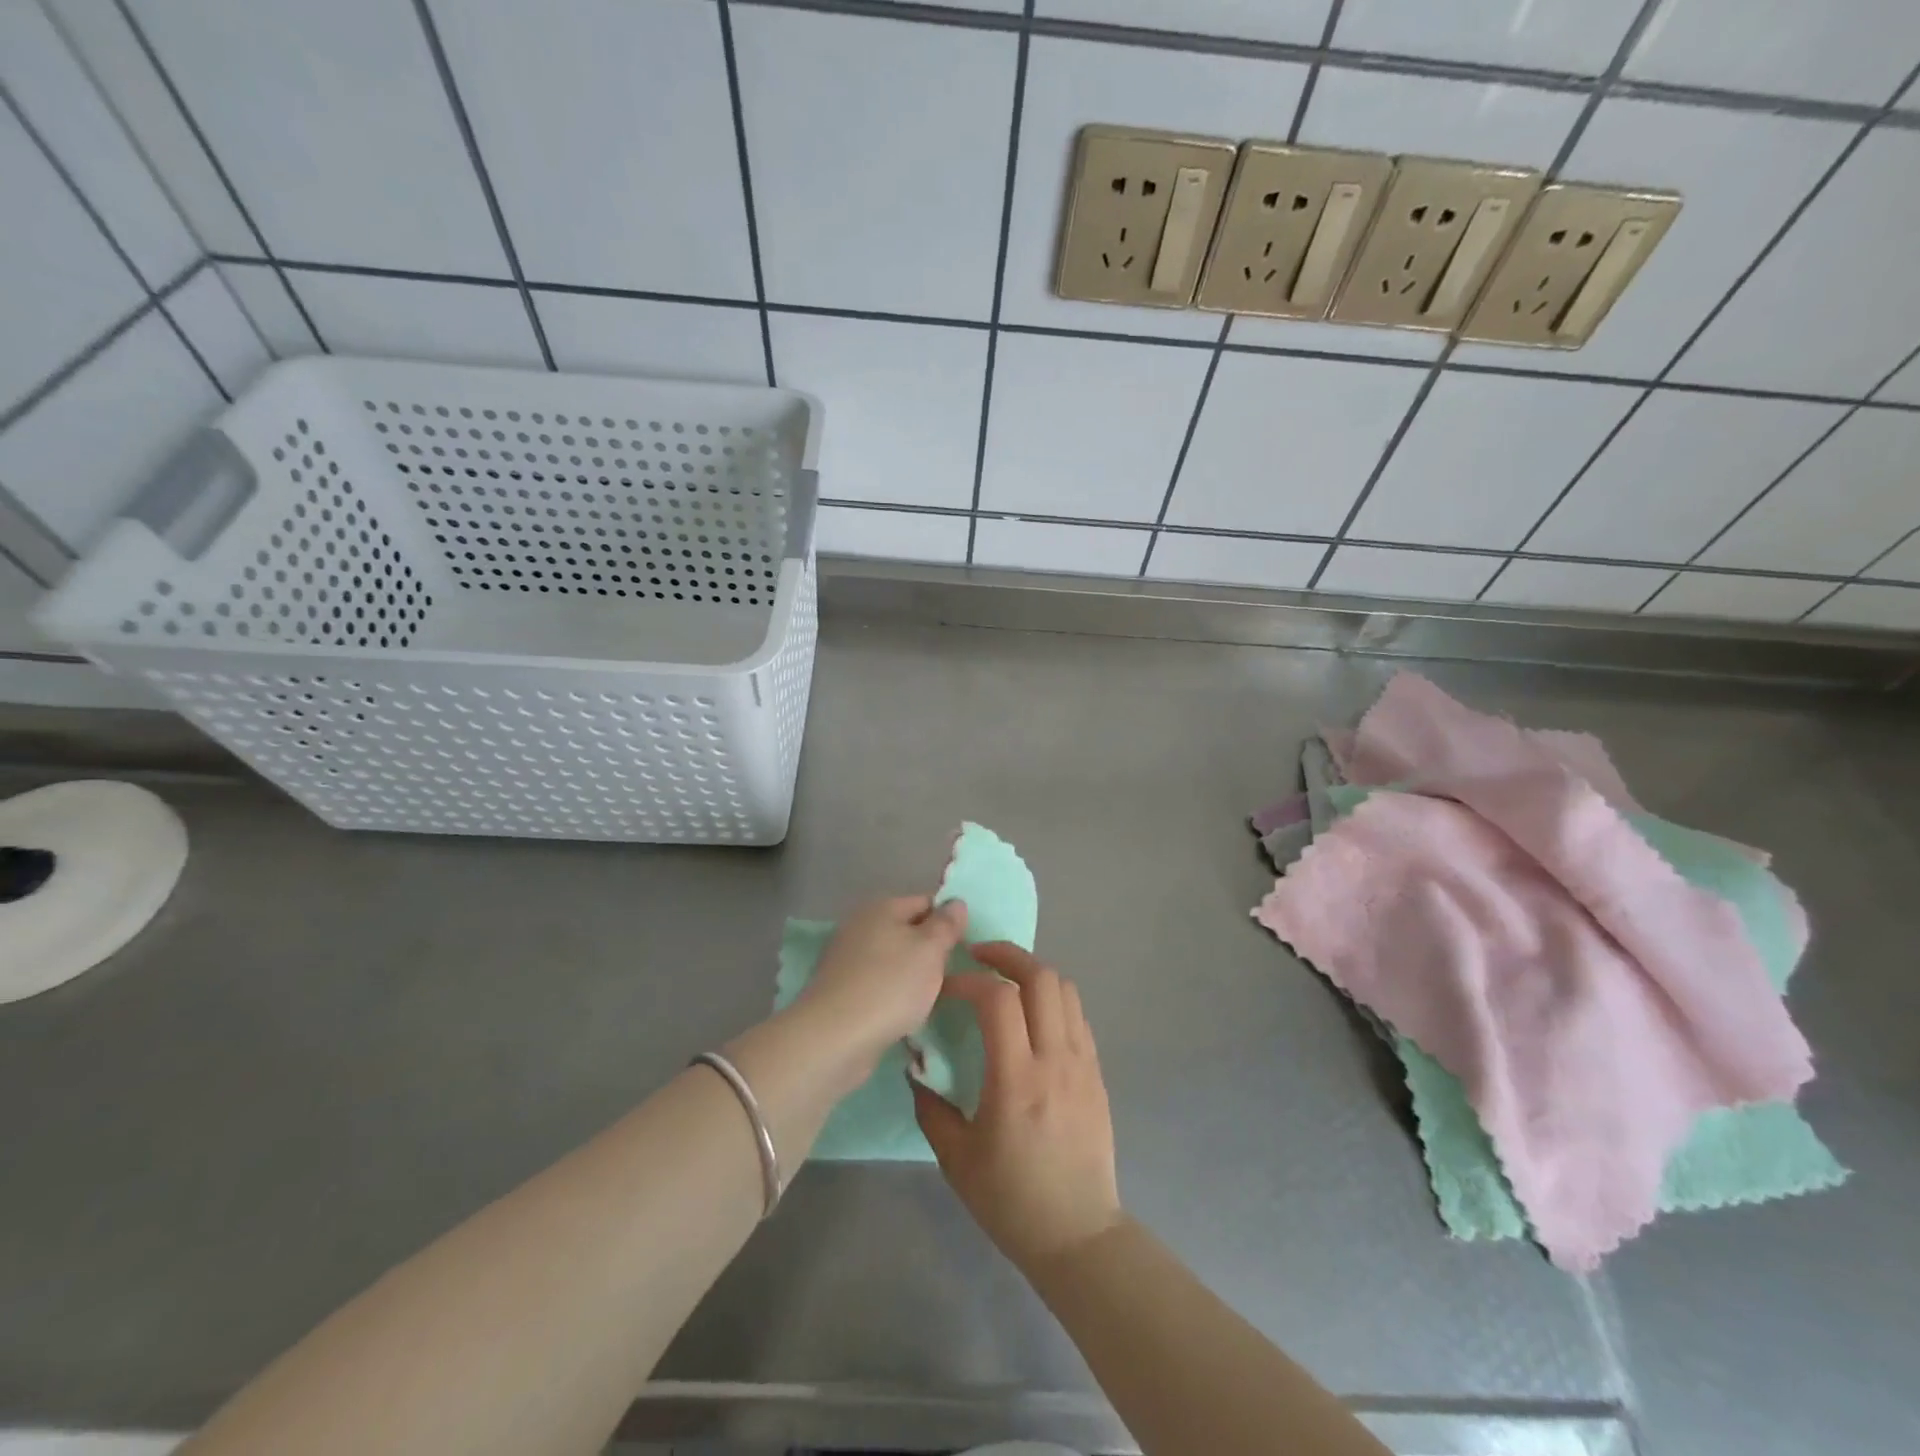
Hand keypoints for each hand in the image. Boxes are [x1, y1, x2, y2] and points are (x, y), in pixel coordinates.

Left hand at [797, 895, 967, 1076]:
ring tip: (933, 998)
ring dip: (912, 976)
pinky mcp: (841, 991)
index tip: (966, 947)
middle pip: (907, 931)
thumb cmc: (890, 986)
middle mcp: (860, 926)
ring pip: (893, 960)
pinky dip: (893, 996)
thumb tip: (956, 902)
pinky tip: (905, 1015)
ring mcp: (847, 959)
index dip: (948, 921)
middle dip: (930, 951)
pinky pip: (878, 985)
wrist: (834, 1038)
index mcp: (881, 907)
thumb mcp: (930, 950)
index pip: (926, 902)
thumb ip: (946, 924)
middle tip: (953, 974)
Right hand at [912, 942, 1123, 1271]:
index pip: (998, 999)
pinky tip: (1032, 1015)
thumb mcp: (956, 1159)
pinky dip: (1052, 999)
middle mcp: (1055, 1060)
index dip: (969, 981)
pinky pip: (1077, 1015)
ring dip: (1033, 973)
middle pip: (1041, 978)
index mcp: (1017, 1080)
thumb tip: (916, 1068)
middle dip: (1007, 955)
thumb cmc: (1011, 1201)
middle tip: (978, 956)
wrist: (1078, 1234)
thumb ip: (931, 1106)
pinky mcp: (1096, 1072)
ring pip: (1065, 989)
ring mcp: (1083, 1063)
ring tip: (1005, 980)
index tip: (946, 988)